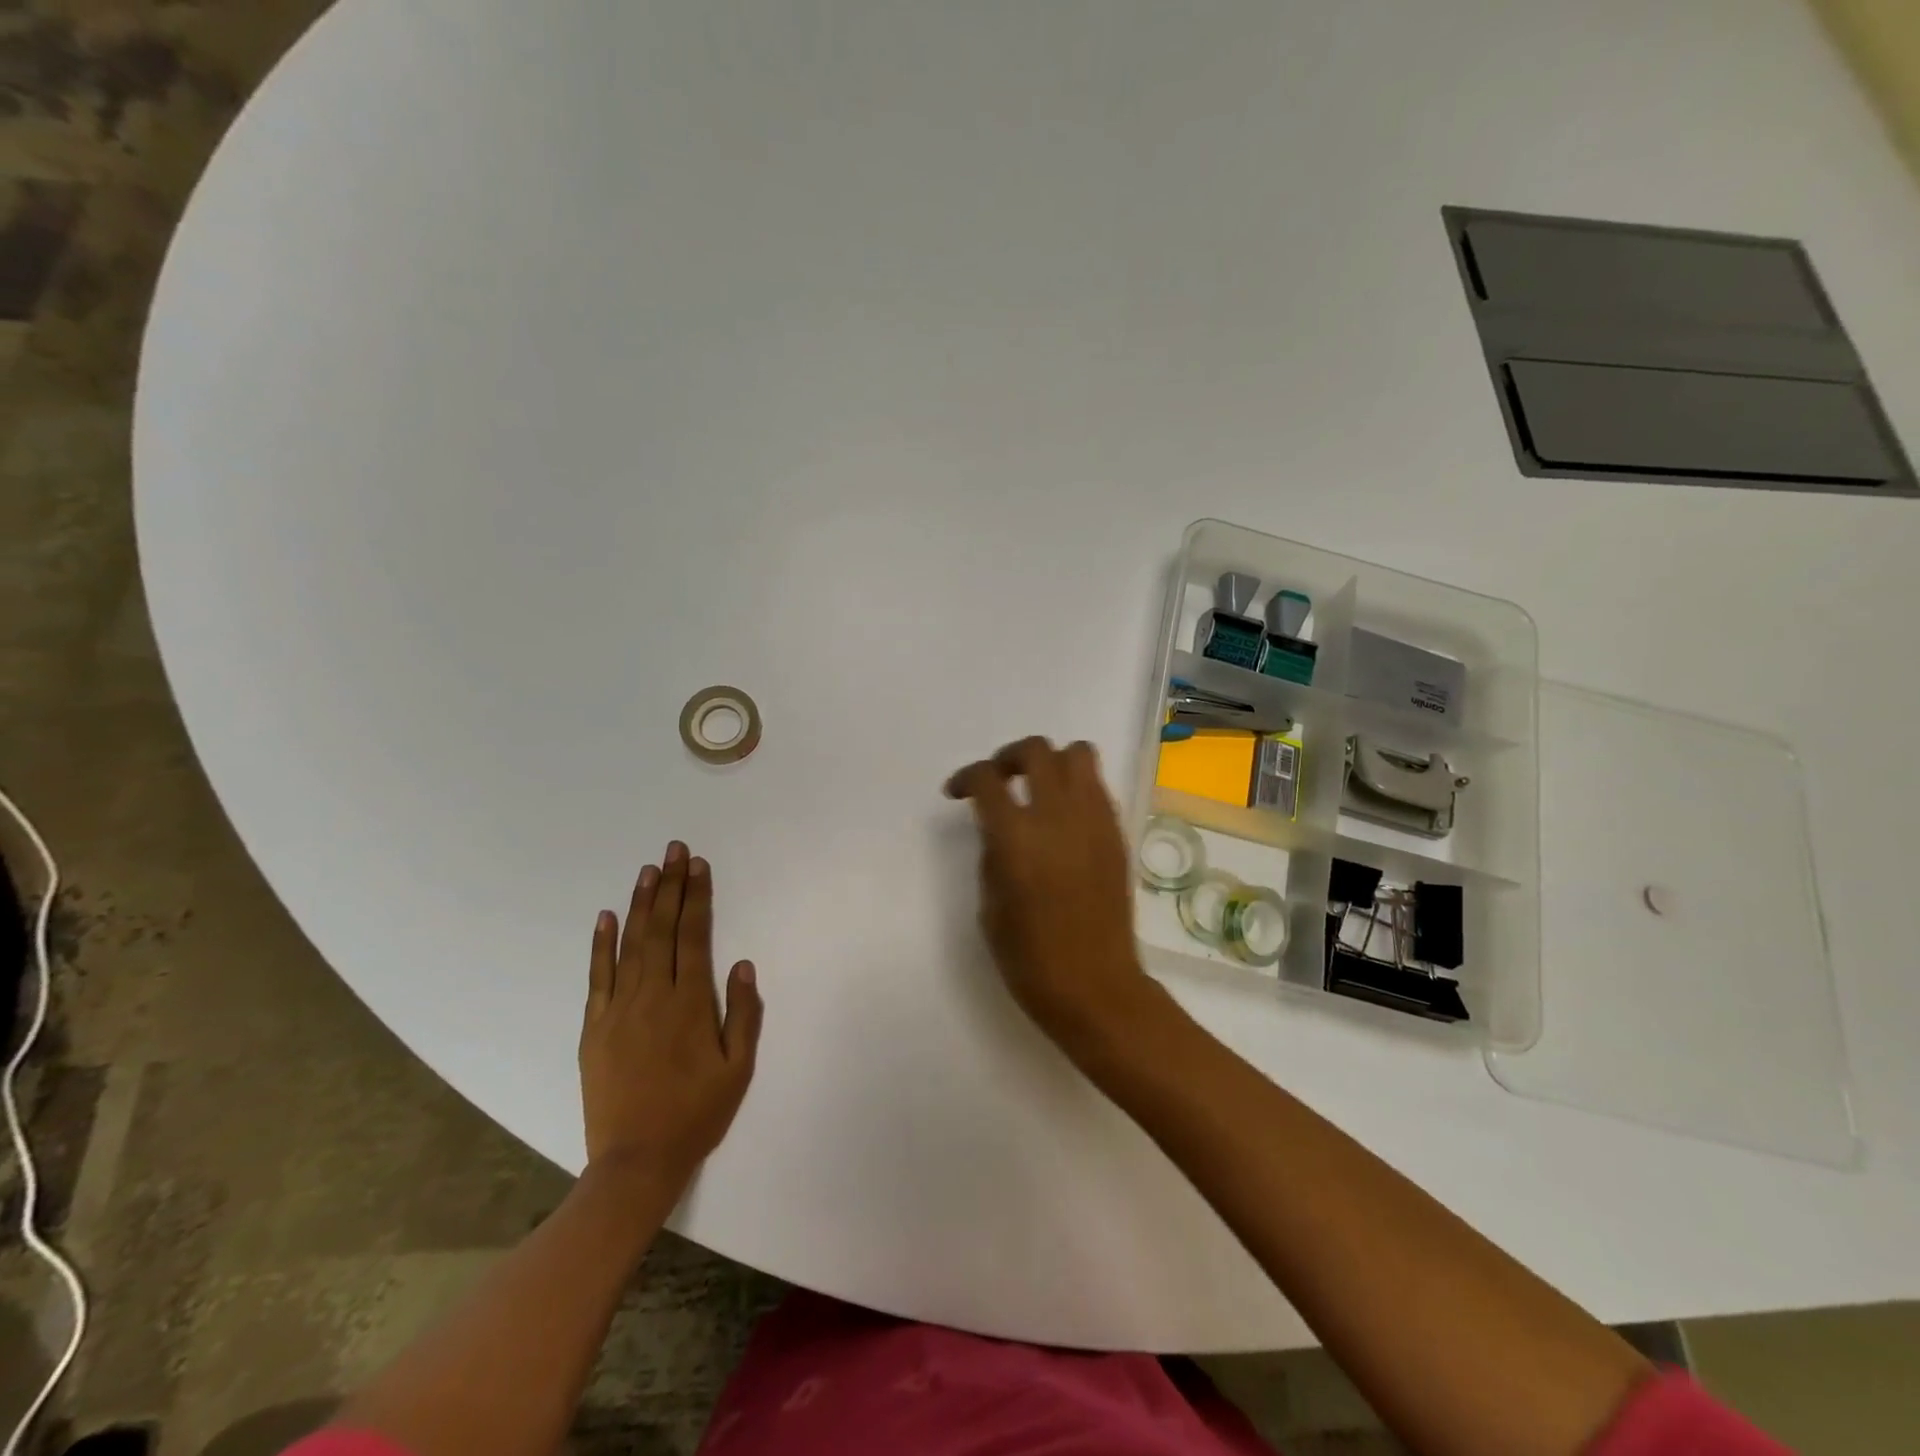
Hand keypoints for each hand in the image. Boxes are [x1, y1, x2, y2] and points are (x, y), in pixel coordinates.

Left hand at [579, 842, 763, 1195]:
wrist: (636, 1161)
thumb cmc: (696, 1113)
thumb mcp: (737, 1068)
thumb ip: (743, 1013)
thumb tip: (742, 965)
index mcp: (689, 1003)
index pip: (693, 936)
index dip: (696, 898)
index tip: (698, 866)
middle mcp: (652, 996)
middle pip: (661, 930)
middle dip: (669, 886)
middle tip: (674, 851)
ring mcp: (618, 1010)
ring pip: (630, 944)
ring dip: (639, 904)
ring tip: (648, 870)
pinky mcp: (593, 1028)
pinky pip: (597, 977)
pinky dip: (600, 945)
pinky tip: (605, 917)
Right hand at [945, 737, 1162, 1054]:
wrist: (1094, 985)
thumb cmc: (1029, 957)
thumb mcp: (991, 904)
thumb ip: (993, 853)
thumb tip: (1000, 828)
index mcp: (1015, 836)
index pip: (986, 778)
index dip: (965, 777)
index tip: (958, 792)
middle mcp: (1057, 815)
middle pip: (1036, 750)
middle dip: (1009, 757)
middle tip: (999, 780)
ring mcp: (1094, 820)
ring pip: (1078, 754)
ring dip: (1051, 762)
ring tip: (1038, 789)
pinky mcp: (1116, 833)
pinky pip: (1097, 787)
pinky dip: (1076, 787)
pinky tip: (1064, 818)